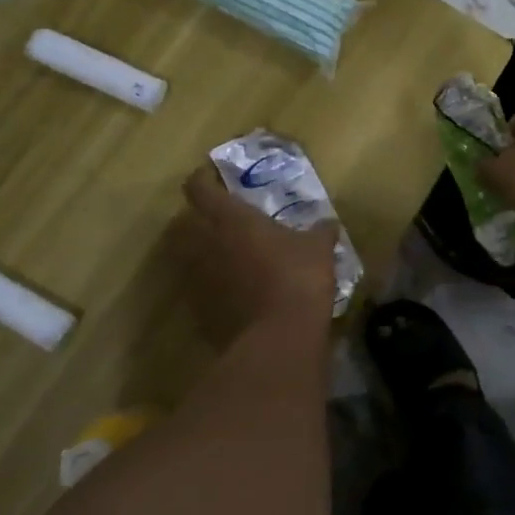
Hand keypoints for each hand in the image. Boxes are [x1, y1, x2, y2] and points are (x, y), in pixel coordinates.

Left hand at [171, 166, 338, 343]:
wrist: (279, 338)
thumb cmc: (297, 277)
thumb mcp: (318, 248)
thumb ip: (320, 231)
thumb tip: (329, 223)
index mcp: (230, 218)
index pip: (199, 188)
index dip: (203, 179)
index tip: (214, 177)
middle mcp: (206, 243)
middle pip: (185, 220)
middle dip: (199, 214)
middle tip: (224, 215)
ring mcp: (199, 277)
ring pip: (188, 253)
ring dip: (202, 248)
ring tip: (228, 250)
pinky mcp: (200, 308)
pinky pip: (199, 284)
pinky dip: (211, 280)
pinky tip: (235, 285)